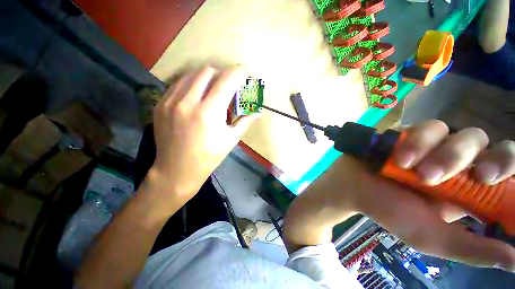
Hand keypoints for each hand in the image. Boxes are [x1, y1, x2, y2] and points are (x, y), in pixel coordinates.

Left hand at [151, 66, 257, 201]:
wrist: (177, 170)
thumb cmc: (209, 157)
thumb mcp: (231, 140)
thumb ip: (246, 121)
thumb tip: (259, 112)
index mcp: (209, 112)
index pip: (227, 79)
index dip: (240, 73)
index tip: (245, 75)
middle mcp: (188, 101)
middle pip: (209, 71)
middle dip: (223, 75)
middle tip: (228, 88)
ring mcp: (170, 101)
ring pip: (192, 74)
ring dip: (207, 78)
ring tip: (213, 93)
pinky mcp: (161, 104)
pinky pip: (179, 84)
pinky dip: (192, 85)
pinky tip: (197, 98)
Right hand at [284, 120, 514, 271]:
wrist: (351, 188)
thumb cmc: (389, 212)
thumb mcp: (434, 238)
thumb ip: (473, 249)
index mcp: (466, 188)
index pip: (504, 168)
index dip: (509, 165)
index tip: (493, 181)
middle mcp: (454, 162)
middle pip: (486, 142)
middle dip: (481, 159)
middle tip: (472, 176)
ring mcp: (431, 145)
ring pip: (458, 132)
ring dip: (442, 153)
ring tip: (415, 171)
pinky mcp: (408, 133)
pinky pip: (427, 128)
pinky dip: (417, 142)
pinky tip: (400, 158)